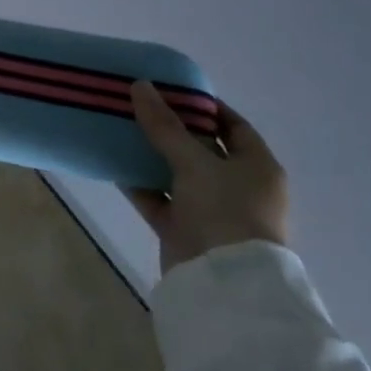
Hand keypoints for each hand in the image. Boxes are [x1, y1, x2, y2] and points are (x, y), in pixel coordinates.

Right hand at [127, 82, 288, 273]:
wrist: (224, 285)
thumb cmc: (224, 212)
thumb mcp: (194, 162)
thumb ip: (165, 125)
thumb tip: (140, 85)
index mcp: (257, 168)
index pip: (233, 126)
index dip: (205, 107)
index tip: (171, 89)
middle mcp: (237, 187)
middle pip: (201, 148)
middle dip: (170, 128)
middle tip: (137, 104)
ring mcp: (210, 210)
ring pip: (176, 173)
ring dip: (150, 154)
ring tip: (119, 127)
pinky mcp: (184, 229)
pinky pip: (158, 198)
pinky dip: (139, 183)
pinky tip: (113, 163)